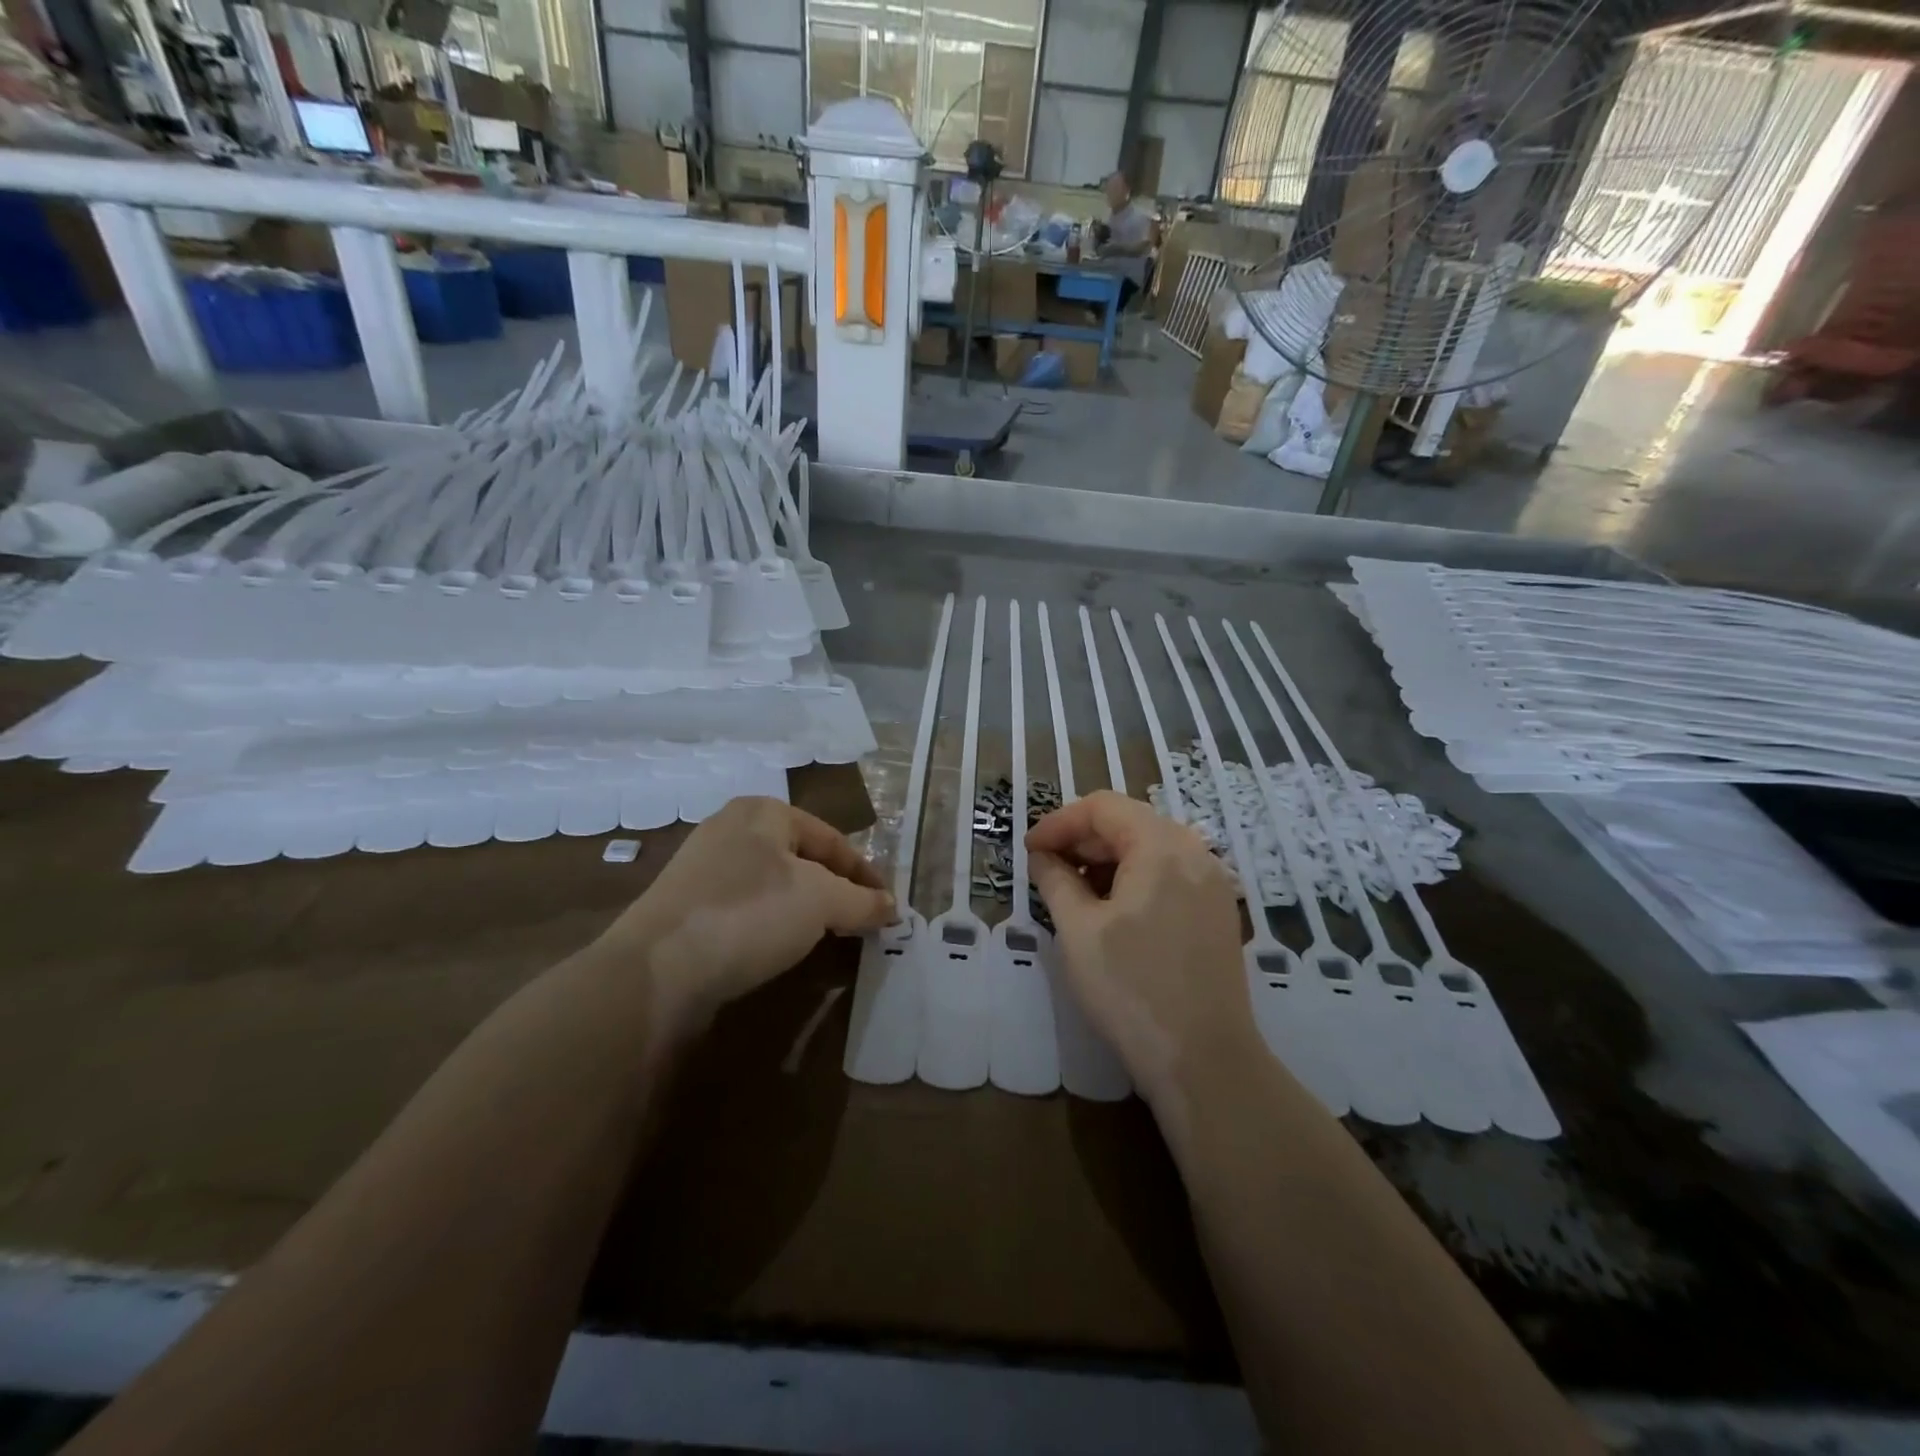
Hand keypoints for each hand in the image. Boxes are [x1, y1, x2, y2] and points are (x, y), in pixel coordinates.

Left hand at [594, 797, 893, 1034]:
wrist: (656, 969)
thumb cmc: (749, 913)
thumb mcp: (821, 902)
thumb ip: (862, 901)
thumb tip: (891, 907)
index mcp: (763, 812)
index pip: (832, 839)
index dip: (865, 873)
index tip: (887, 906)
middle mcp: (731, 829)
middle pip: (802, 859)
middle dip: (835, 890)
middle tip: (860, 921)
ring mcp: (702, 869)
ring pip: (773, 885)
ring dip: (804, 909)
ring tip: (826, 937)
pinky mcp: (685, 908)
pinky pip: (745, 909)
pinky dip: (771, 925)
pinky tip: (779, 948)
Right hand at [1026, 792, 1257, 1108]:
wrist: (1204, 1060)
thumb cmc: (1131, 989)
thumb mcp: (1078, 930)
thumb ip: (1056, 881)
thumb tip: (1043, 857)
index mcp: (1161, 846)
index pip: (1102, 807)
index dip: (1059, 823)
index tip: (1029, 851)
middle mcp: (1195, 852)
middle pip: (1129, 822)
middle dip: (1082, 841)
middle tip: (1046, 871)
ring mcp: (1212, 883)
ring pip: (1150, 849)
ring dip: (1107, 861)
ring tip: (1074, 893)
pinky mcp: (1217, 912)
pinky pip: (1169, 875)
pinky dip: (1134, 879)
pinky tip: (1111, 911)